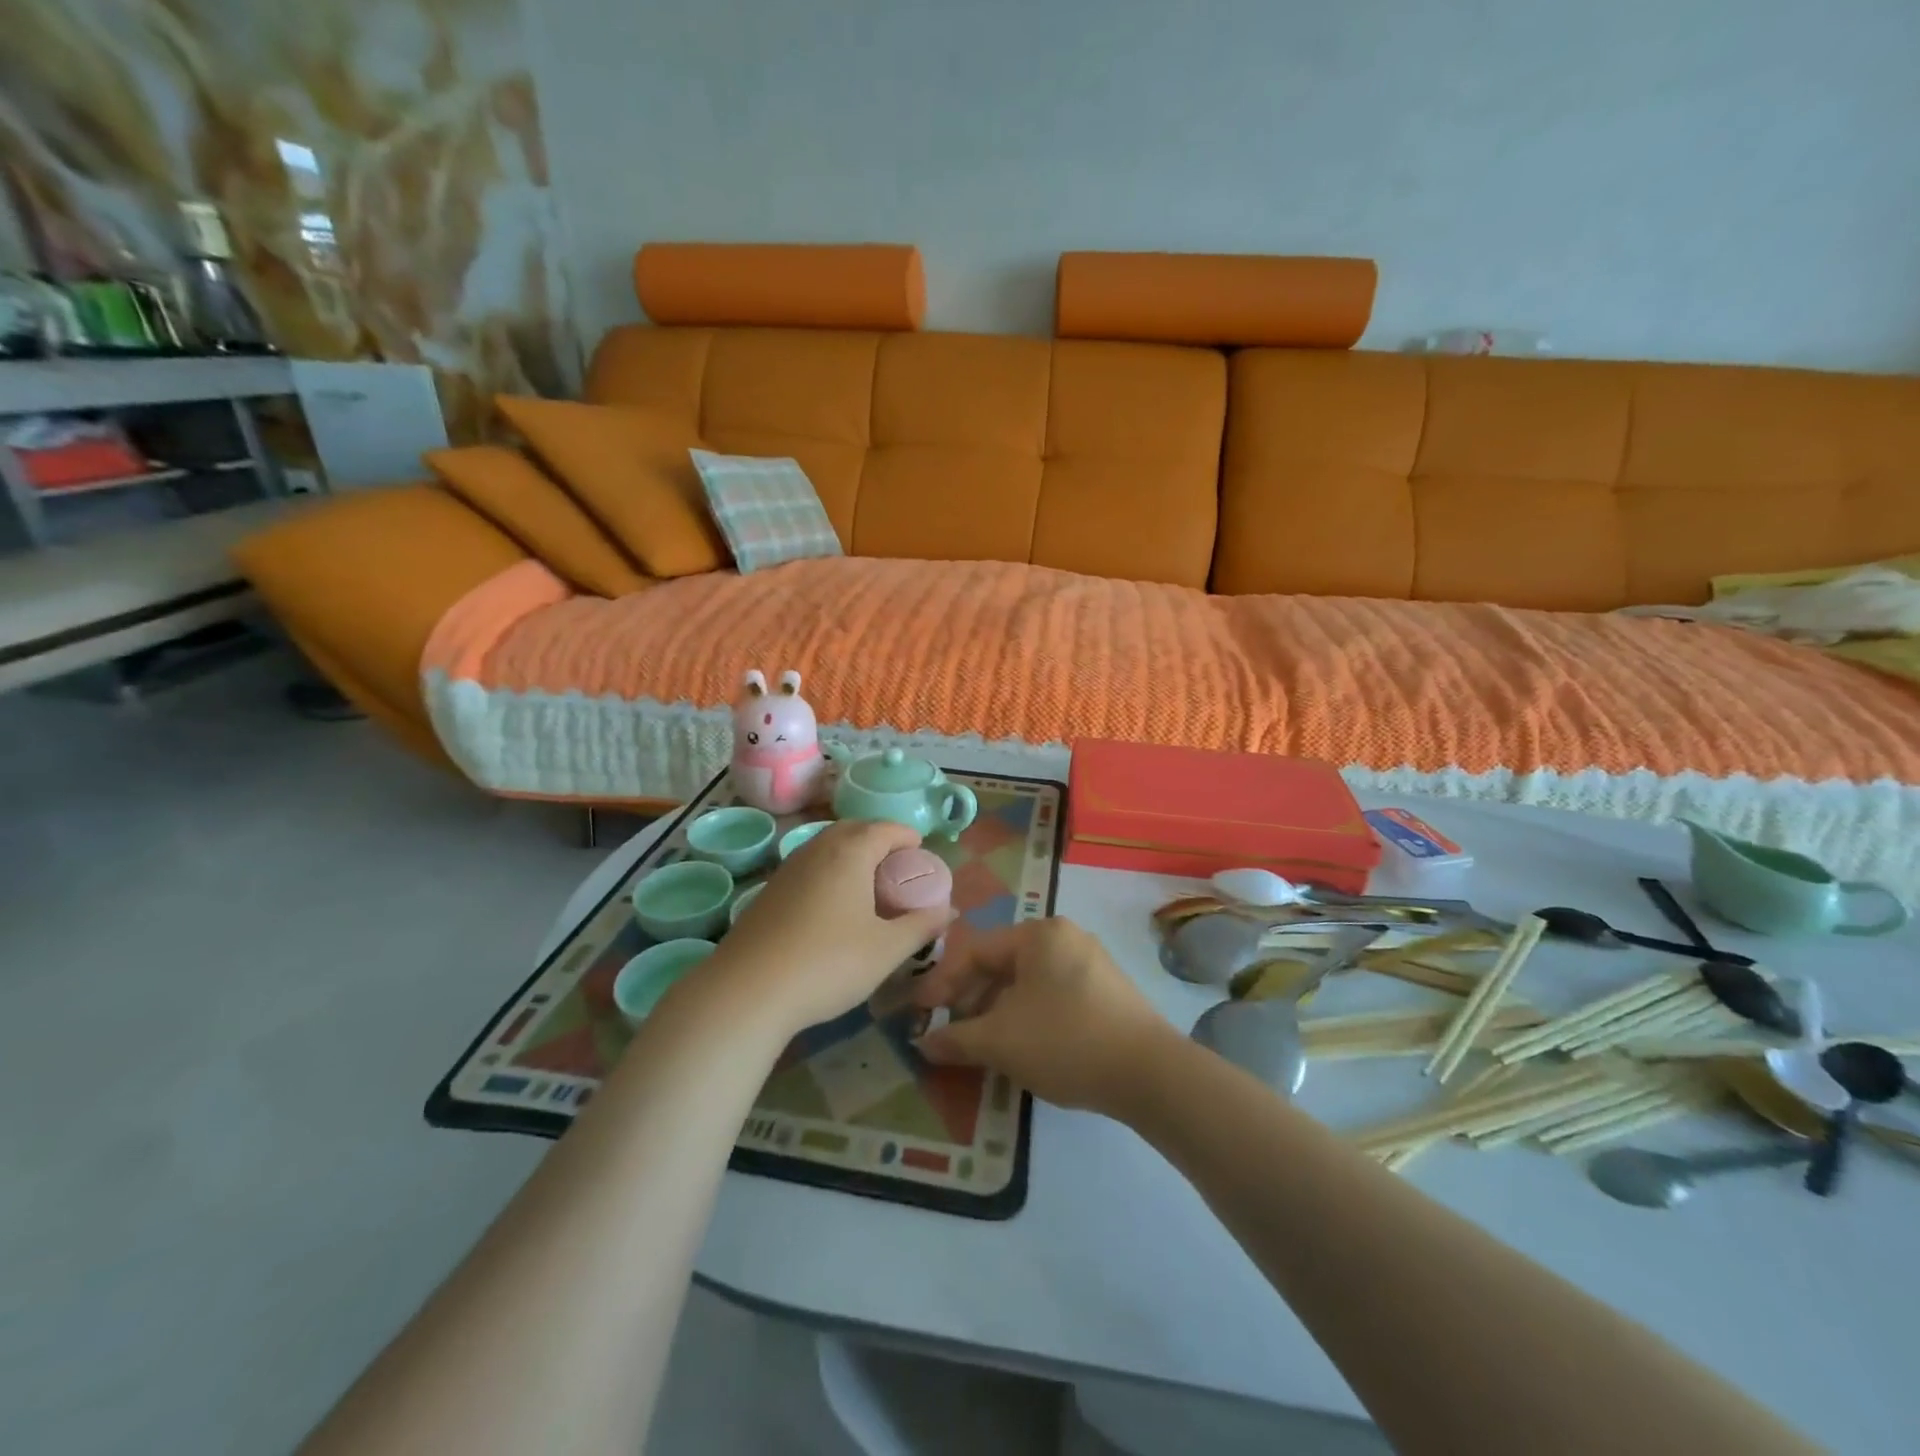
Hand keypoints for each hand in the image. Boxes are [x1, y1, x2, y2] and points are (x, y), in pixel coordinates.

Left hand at [711, 820, 951, 1033]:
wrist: (747, 992)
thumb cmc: (828, 964)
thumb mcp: (886, 949)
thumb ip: (921, 925)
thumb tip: (949, 910)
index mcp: (849, 853)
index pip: (884, 828)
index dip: (906, 836)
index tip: (921, 852)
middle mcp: (817, 850)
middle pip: (853, 829)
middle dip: (878, 839)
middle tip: (896, 866)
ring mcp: (787, 869)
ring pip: (826, 846)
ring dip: (850, 854)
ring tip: (867, 885)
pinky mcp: (768, 893)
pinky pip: (808, 867)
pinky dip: (828, 872)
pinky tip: (831, 907)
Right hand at [912, 918, 1174, 1115]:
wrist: (1149, 1073)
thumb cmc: (1064, 1041)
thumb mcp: (1000, 1041)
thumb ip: (955, 1038)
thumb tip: (923, 1042)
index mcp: (1038, 934)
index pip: (975, 951)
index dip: (942, 983)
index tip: (920, 1013)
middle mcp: (1065, 937)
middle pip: (1002, 964)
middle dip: (971, 1000)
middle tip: (950, 1032)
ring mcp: (1090, 962)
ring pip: (1027, 982)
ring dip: (997, 1011)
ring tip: (982, 1045)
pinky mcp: (1107, 991)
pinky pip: (1052, 995)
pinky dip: (1027, 1016)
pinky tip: (1022, 1046)